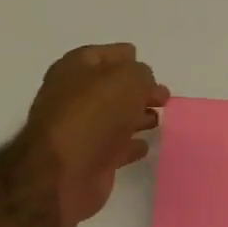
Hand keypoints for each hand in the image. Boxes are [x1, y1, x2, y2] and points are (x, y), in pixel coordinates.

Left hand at [21, 44, 169, 226]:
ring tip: (158, 119)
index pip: (100, 55)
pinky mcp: (91, 157)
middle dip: (137, 89)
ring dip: (137, 116)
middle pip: (110, 87)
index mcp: (74, 71)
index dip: (123, 56)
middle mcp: (74, 97)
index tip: (146, 62)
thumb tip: (144, 82)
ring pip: (115, 117)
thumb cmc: (94, 115)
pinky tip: (145, 144)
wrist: (64, 171)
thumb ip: (140, 74)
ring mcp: (81, 129)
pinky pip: (117, 146)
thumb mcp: (126, 80)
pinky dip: (131, 144)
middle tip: (162, 96)